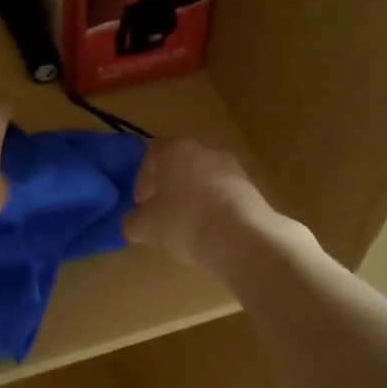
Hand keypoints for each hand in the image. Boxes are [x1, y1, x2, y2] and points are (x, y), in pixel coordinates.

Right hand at [123, 137, 275, 266]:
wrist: (241, 238)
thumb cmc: (184, 222)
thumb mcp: (144, 227)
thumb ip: (133, 221)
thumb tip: (135, 223)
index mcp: (175, 149)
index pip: (151, 156)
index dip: (142, 182)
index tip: (142, 206)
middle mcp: (205, 150)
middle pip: (180, 166)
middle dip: (169, 190)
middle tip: (162, 217)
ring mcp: (234, 168)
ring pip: (204, 181)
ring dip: (194, 200)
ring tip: (188, 229)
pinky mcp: (253, 189)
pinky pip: (225, 197)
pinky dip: (215, 210)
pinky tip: (211, 233)